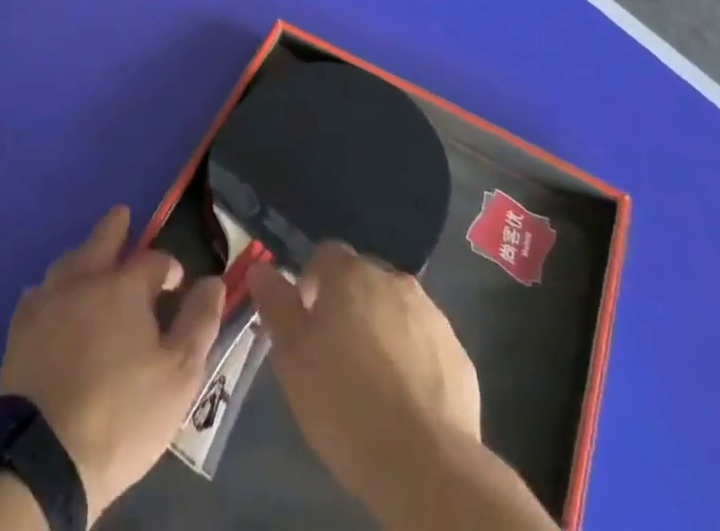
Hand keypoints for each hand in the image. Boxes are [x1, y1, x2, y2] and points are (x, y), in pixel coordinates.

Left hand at [0, 206, 224, 521]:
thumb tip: (213, 281)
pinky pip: (37, 293)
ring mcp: (47, 301)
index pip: (153, 260)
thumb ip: (199, 322)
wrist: (45, 457)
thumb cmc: (122, 414)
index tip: (177, 280)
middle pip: (101, 239)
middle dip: (116, 227)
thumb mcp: (179, 375)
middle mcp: (84, 279)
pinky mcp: (20, 329)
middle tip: (123, 216)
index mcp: (124, 286)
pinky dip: (50, 289)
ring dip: (83, 255)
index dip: (169, 266)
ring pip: (68, 261)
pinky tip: (52, 299)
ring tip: (91, 258)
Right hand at [246, 242, 480, 506]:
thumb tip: (261, 267)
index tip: (305, 323)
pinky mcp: (458, 354)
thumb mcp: (292, 358)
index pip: (325, 254)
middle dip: (347, 305)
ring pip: (395, 309)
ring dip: (380, 329)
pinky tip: (403, 400)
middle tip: (333, 354)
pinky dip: (411, 358)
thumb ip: (276, 305)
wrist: (427, 466)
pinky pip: (424, 343)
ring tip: (370, 381)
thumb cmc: (345, 404)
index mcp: (351, 275)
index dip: (310, 283)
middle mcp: (393, 280)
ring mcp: (432, 315)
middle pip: (362, 279)